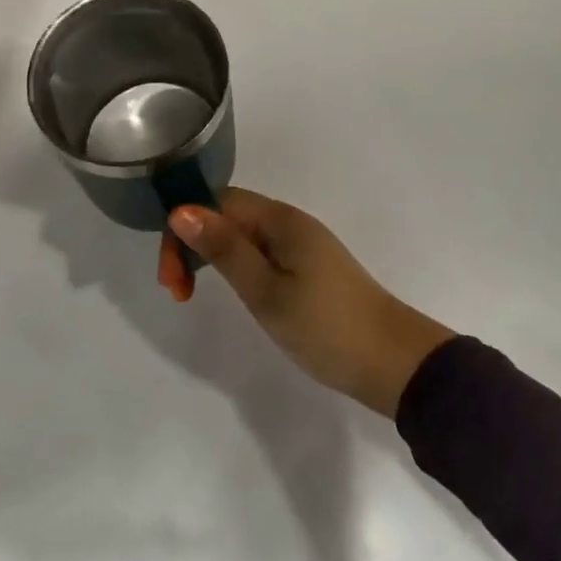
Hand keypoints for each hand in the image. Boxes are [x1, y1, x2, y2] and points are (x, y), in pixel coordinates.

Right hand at [160, 188, 455, 417]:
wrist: (389, 359)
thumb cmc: (324, 325)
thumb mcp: (265, 290)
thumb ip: (224, 249)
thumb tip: (180, 209)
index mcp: (280, 219)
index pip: (217, 202)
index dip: (185, 228)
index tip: (171, 278)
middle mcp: (290, 222)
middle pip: (228, 214)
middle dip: (195, 243)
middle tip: (178, 292)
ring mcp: (302, 244)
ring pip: (243, 235)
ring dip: (213, 256)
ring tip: (193, 293)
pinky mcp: (309, 267)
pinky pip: (261, 252)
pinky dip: (237, 267)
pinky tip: (235, 291)